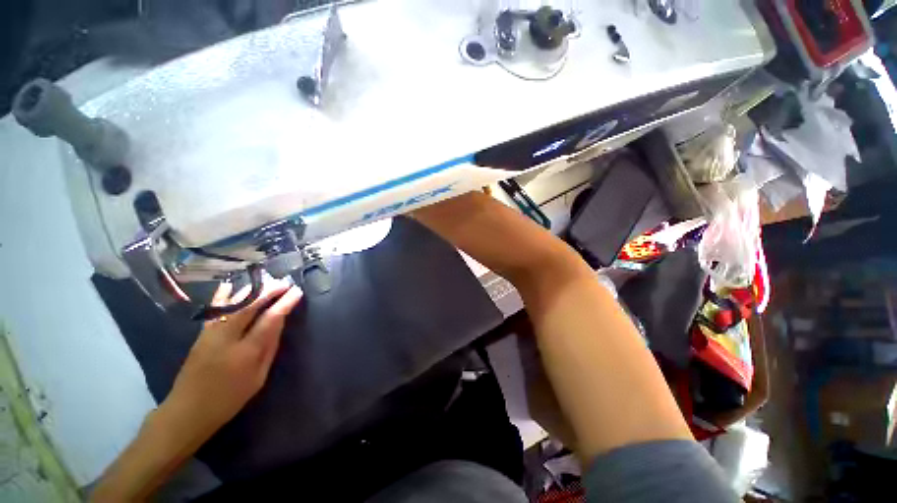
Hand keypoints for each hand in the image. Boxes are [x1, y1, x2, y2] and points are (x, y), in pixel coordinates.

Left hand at [159, 278, 302, 444]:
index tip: (297, 291)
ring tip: (267, 281)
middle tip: (284, 282)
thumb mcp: (258, 378)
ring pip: (232, 305)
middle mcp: (227, 338)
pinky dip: (222, 296)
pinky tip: (229, 285)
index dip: (284, 304)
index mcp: (246, 352)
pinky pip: (213, 310)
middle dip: (269, 292)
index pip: (269, 320)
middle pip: (249, 307)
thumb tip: (279, 324)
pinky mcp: (201, 335)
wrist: (187, 411)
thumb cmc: (229, 398)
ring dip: (251, 291)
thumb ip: (269, 348)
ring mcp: (210, 334)